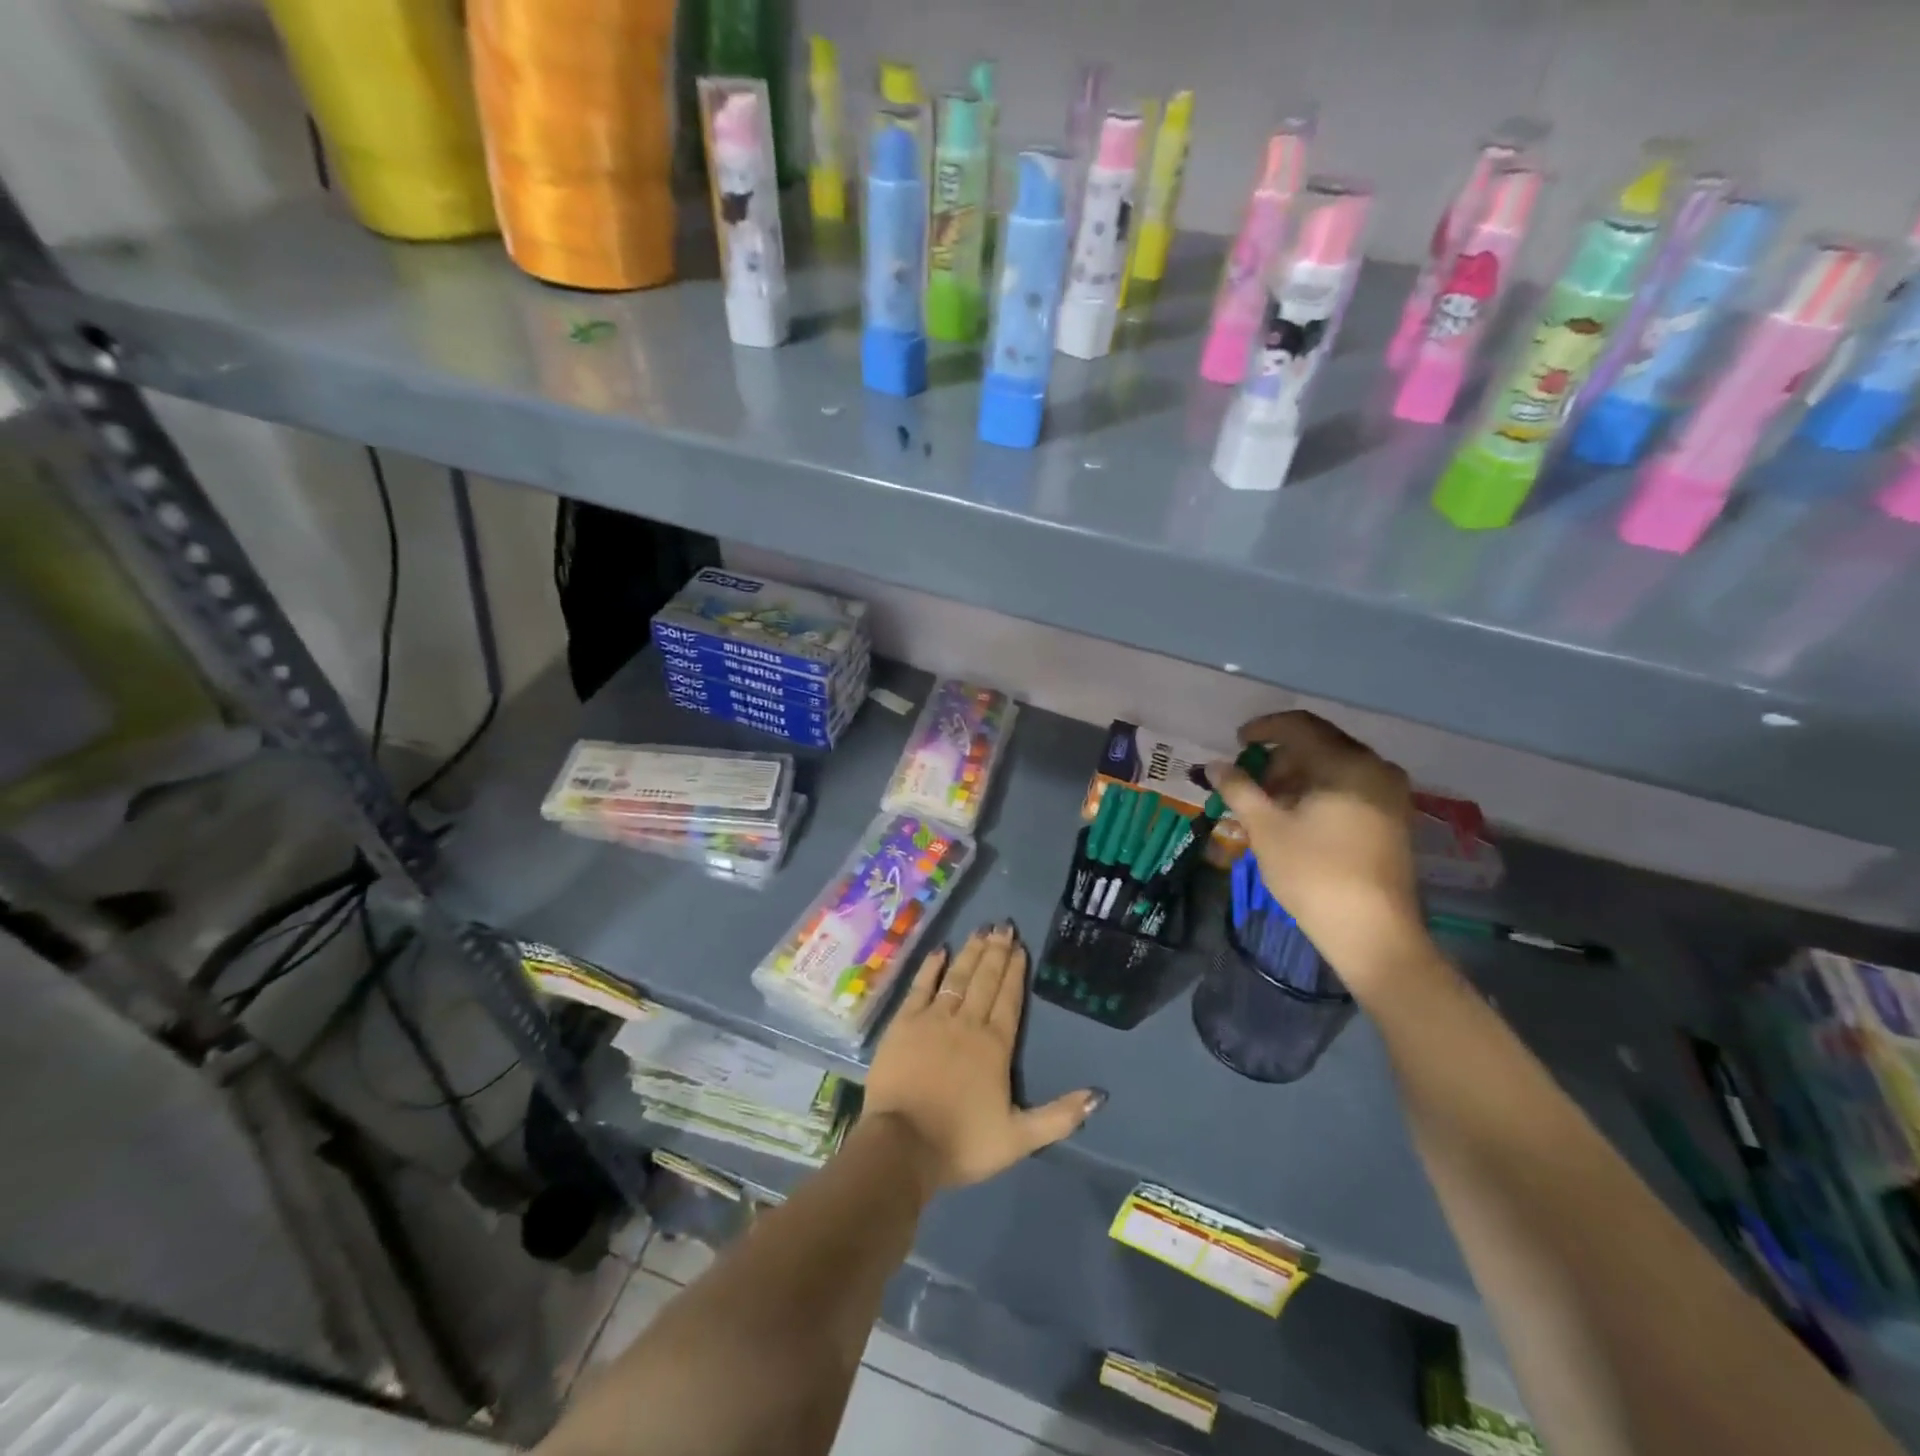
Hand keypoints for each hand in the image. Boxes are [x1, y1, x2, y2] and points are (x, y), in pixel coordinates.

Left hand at [865, 923, 1103, 1191]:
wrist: (901, 1146)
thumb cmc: (961, 1143)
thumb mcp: (1019, 1138)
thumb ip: (1059, 1117)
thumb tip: (1098, 1096)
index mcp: (995, 1046)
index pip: (1009, 999)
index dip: (1015, 972)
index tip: (1020, 947)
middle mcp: (967, 1023)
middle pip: (985, 980)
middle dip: (996, 952)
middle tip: (1004, 926)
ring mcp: (933, 1019)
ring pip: (957, 977)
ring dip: (971, 952)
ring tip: (981, 930)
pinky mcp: (903, 1023)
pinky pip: (920, 986)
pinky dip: (931, 967)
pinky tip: (940, 950)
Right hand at [1207, 711, 1429, 993]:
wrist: (1372, 931)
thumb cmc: (1313, 873)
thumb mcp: (1265, 828)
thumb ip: (1239, 789)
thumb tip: (1214, 765)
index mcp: (1346, 763)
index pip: (1299, 726)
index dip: (1263, 728)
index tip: (1236, 742)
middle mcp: (1375, 768)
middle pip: (1319, 743)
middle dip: (1279, 757)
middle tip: (1249, 780)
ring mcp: (1390, 793)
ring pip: (1335, 766)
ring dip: (1298, 775)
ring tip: (1268, 802)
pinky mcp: (1394, 817)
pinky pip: (1351, 786)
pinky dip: (1320, 790)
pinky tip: (1298, 816)